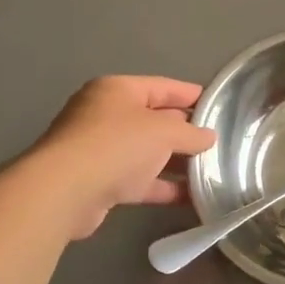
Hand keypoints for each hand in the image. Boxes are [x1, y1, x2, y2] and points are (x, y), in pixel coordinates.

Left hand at [35, 76, 217, 239]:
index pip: (163, 87)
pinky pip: (140, 180)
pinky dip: (163, 186)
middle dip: (186, 132)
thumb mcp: (163, 132)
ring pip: (148, 152)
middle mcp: (106, 115)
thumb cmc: (116, 146)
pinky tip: (192, 197)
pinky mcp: (100, 182)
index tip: (219, 106)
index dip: (192, 95)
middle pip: (155, 120)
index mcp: (118, 91)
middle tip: (220, 142)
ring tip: (211, 171)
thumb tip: (209, 137)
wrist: (64, 192)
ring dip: (177, 162)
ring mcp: (101, 150)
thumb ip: (191, 133)